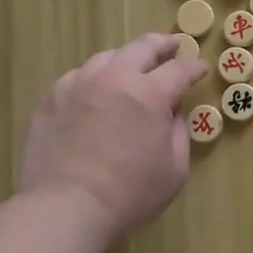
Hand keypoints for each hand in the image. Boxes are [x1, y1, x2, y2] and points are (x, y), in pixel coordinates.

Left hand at [18, 34, 208, 237]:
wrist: (64, 207)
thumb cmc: (129, 195)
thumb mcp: (174, 170)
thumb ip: (179, 134)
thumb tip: (174, 114)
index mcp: (149, 94)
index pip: (179, 70)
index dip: (194, 68)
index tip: (201, 69)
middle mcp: (114, 78)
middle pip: (142, 47)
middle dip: (162, 45)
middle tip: (171, 47)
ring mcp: (78, 84)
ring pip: (106, 57)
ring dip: (125, 59)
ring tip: (130, 68)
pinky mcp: (51, 99)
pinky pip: (78, 77)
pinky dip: (94, 79)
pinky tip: (94, 92)